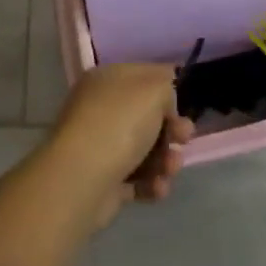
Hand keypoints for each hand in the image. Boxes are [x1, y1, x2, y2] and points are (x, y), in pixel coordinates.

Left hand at [47, 64, 194, 228]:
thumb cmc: (119, 124)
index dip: (168, 91)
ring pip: (145, 150)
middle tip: (183, 139)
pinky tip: (158, 188)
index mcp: (107, 80)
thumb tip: (164, 105)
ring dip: (165, 160)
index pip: (144, 77)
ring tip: (169, 170)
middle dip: (171, 130)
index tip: (183, 107)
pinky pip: (135, 179)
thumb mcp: (154, 89)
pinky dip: (151, 184)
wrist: (81, 179)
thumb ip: (167, 87)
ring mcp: (99, 146)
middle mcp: (100, 109)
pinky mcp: (102, 181)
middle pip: (147, 117)